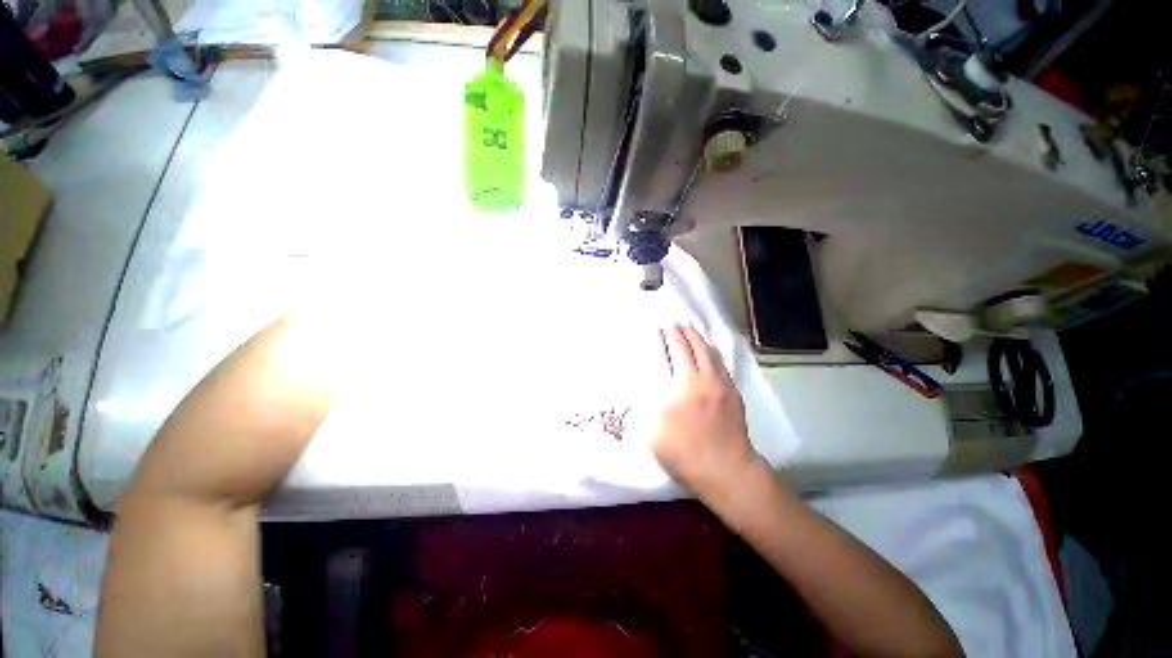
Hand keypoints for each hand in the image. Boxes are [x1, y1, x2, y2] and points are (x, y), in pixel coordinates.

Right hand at [648, 325, 761, 499]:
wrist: (727, 472)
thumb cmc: (685, 451)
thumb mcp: (654, 427)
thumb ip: (650, 400)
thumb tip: (652, 382)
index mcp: (685, 383)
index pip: (676, 350)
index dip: (669, 337)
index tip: (662, 327)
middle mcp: (706, 378)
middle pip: (696, 347)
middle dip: (685, 333)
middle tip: (676, 324)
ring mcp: (723, 386)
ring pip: (712, 354)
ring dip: (700, 340)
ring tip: (692, 332)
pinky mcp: (734, 396)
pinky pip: (722, 366)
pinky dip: (712, 354)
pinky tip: (709, 355)